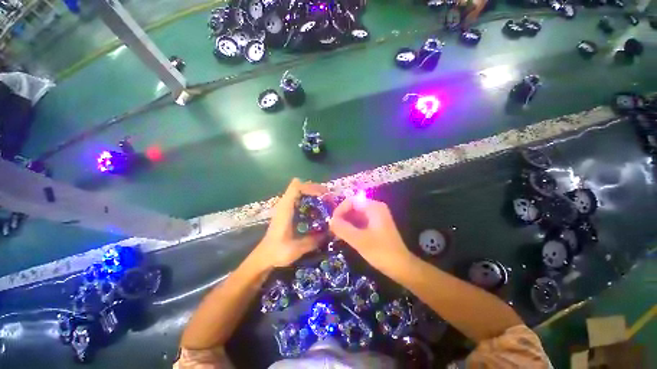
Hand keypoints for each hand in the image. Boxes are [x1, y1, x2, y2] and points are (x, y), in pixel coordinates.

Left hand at [254, 178, 327, 268]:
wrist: (264, 256)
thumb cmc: (277, 251)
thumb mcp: (296, 248)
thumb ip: (314, 240)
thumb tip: (331, 232)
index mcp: (285, 208)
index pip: (296, 187)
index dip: (311, 187)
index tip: (323, 195)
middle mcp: (284, 204)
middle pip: (299, 185)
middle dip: (315, 189)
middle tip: (328, 198)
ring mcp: (285, 206)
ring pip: (299, 190)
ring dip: (313, 193)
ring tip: (325, 201)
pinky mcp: (287, 210)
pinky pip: (299, 197)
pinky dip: (309, 198)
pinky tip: (317, 209)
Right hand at [329, 197, 411, 273]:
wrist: (401, 267)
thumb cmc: (381, 252)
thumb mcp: (359, 240)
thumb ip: (343, 229)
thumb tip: (330, 221)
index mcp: (373, 207)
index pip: (351, 201)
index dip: (340, 209)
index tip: (332, 222)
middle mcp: (375, 208)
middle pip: (353, 206)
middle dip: (342, 216)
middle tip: (334, 229)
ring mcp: (376, 216)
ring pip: (356, 214)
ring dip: (346, 222)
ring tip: (337, 233)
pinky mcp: (376, 225)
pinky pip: (360, 221)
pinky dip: (352, 226)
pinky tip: (346, 235)